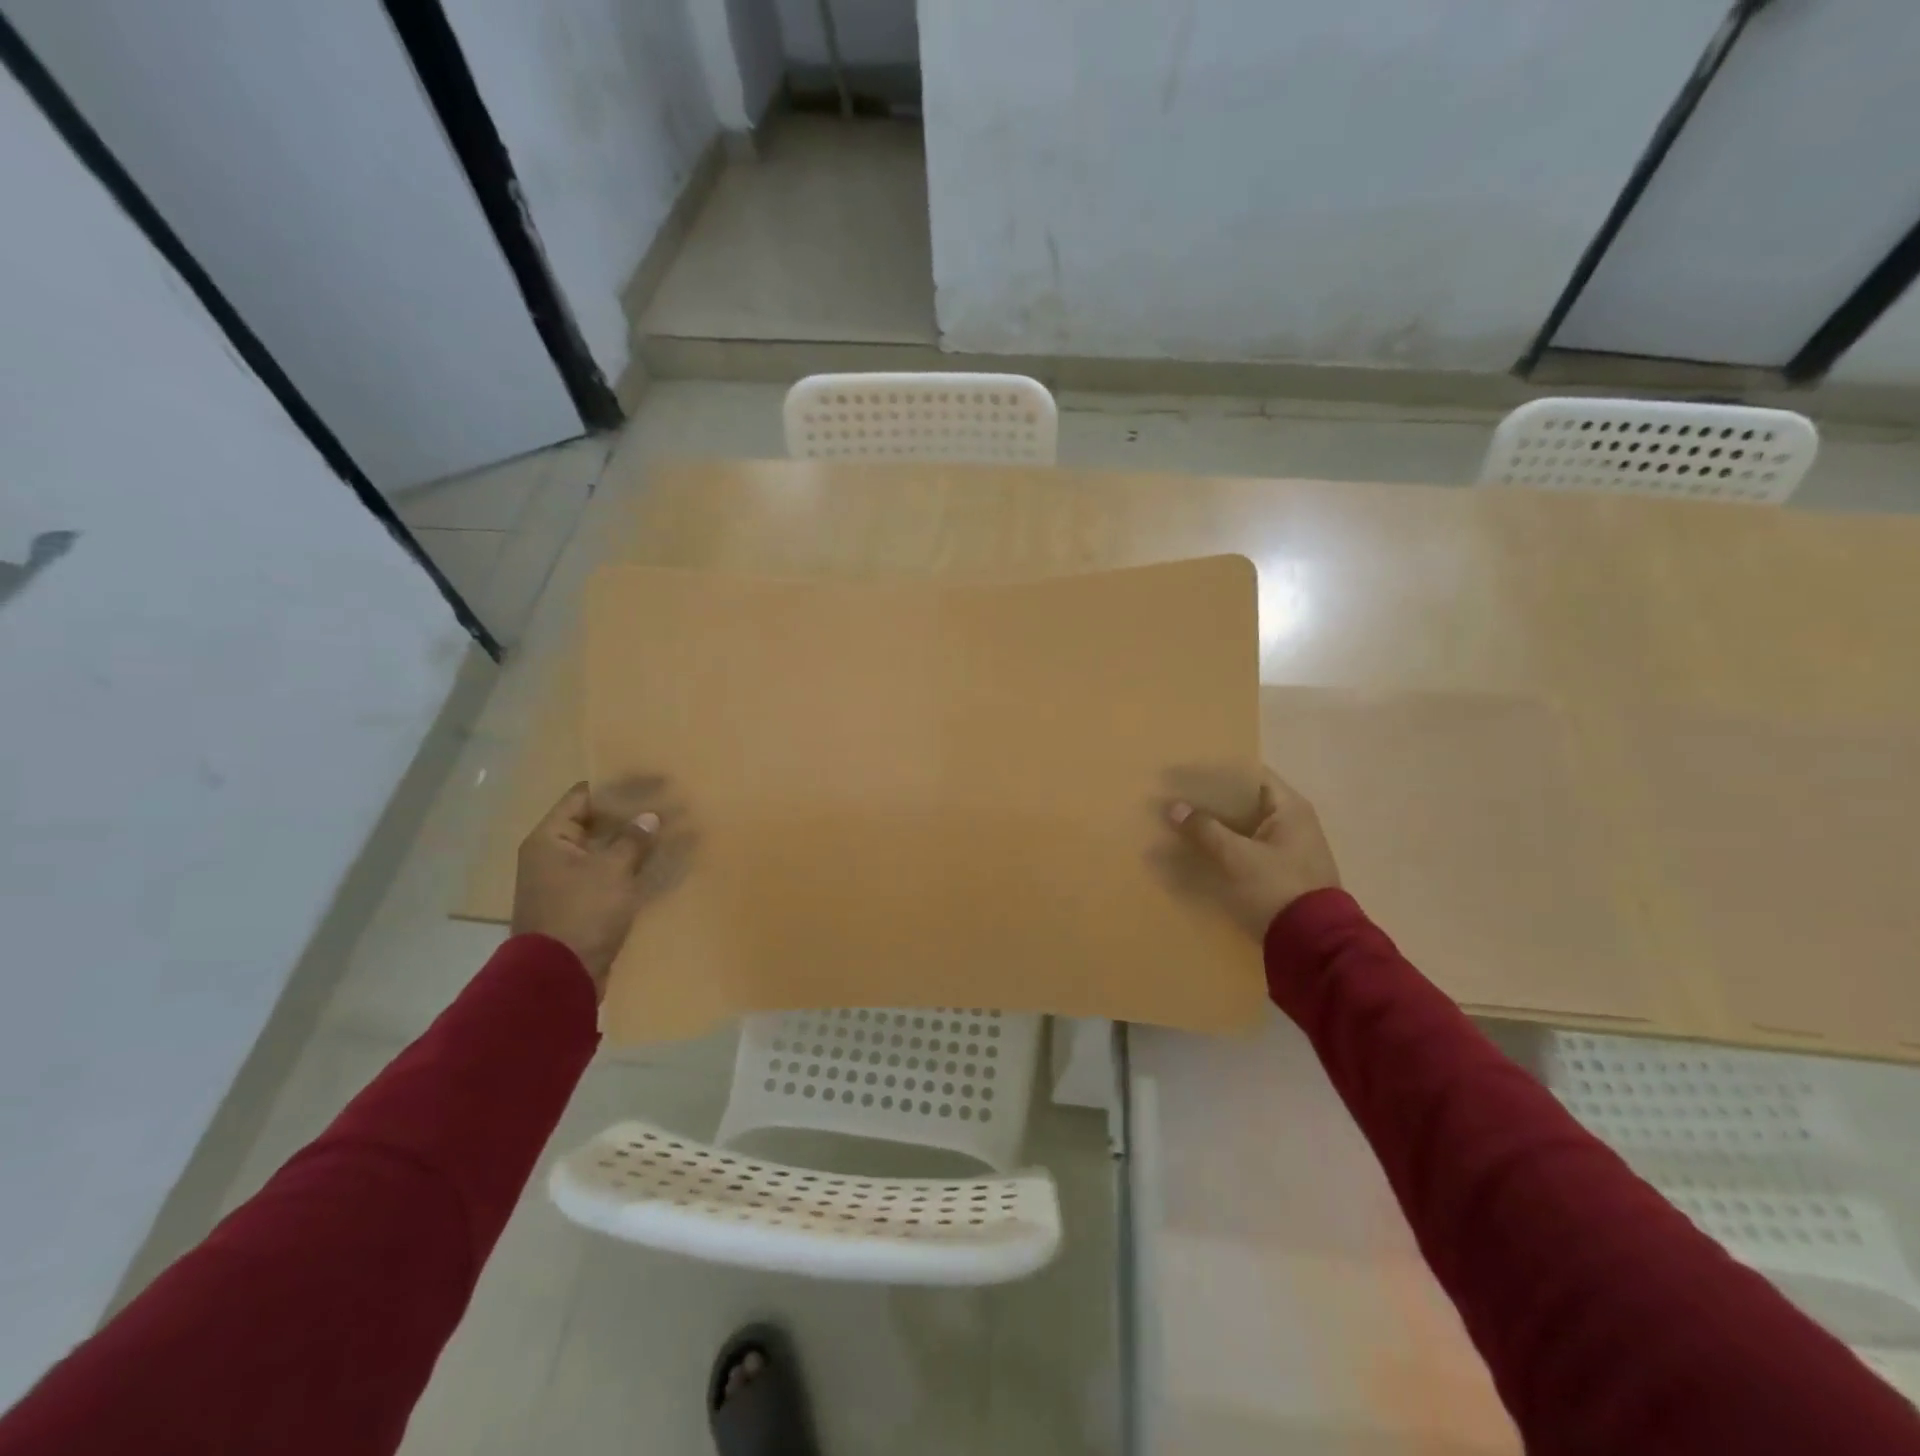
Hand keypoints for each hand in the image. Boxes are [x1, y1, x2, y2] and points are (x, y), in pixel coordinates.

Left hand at [511, 782, 659, 994]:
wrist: (559, 977)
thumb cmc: (581, 913)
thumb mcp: (611, 871)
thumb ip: (633, 840)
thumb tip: (649, 816)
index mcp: (551, 839)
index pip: (583, 797)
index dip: (616, 787)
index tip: (650, 781)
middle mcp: (554, 856)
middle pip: (596, 824)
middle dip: (631, 816)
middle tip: (667, 804)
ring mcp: (568, 883)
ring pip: (606, 852)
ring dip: (635, 844)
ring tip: (671, 831)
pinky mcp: (583, 905)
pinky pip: (611, 876)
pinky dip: (633, 869)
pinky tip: (662, 865)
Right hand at [1168, 768, 1340, 940]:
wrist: (1313, 946)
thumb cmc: (1277, 889)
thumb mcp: (1237, 857)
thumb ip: (1205, 830)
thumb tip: (1174, 807)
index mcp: (1290, 809)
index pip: (1251, 775)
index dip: (1218, 772)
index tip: (1187, 774)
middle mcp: (1293, 823)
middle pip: (1246, 802)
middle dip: (1212, 802)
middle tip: (1177, 799)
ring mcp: (1289, 850)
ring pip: (1245, 828)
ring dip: (1216, 827)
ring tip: (1181, 825)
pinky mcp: (1281, 874)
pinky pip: (1247, 850)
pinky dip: (1225, 848)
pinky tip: (1199, 853)